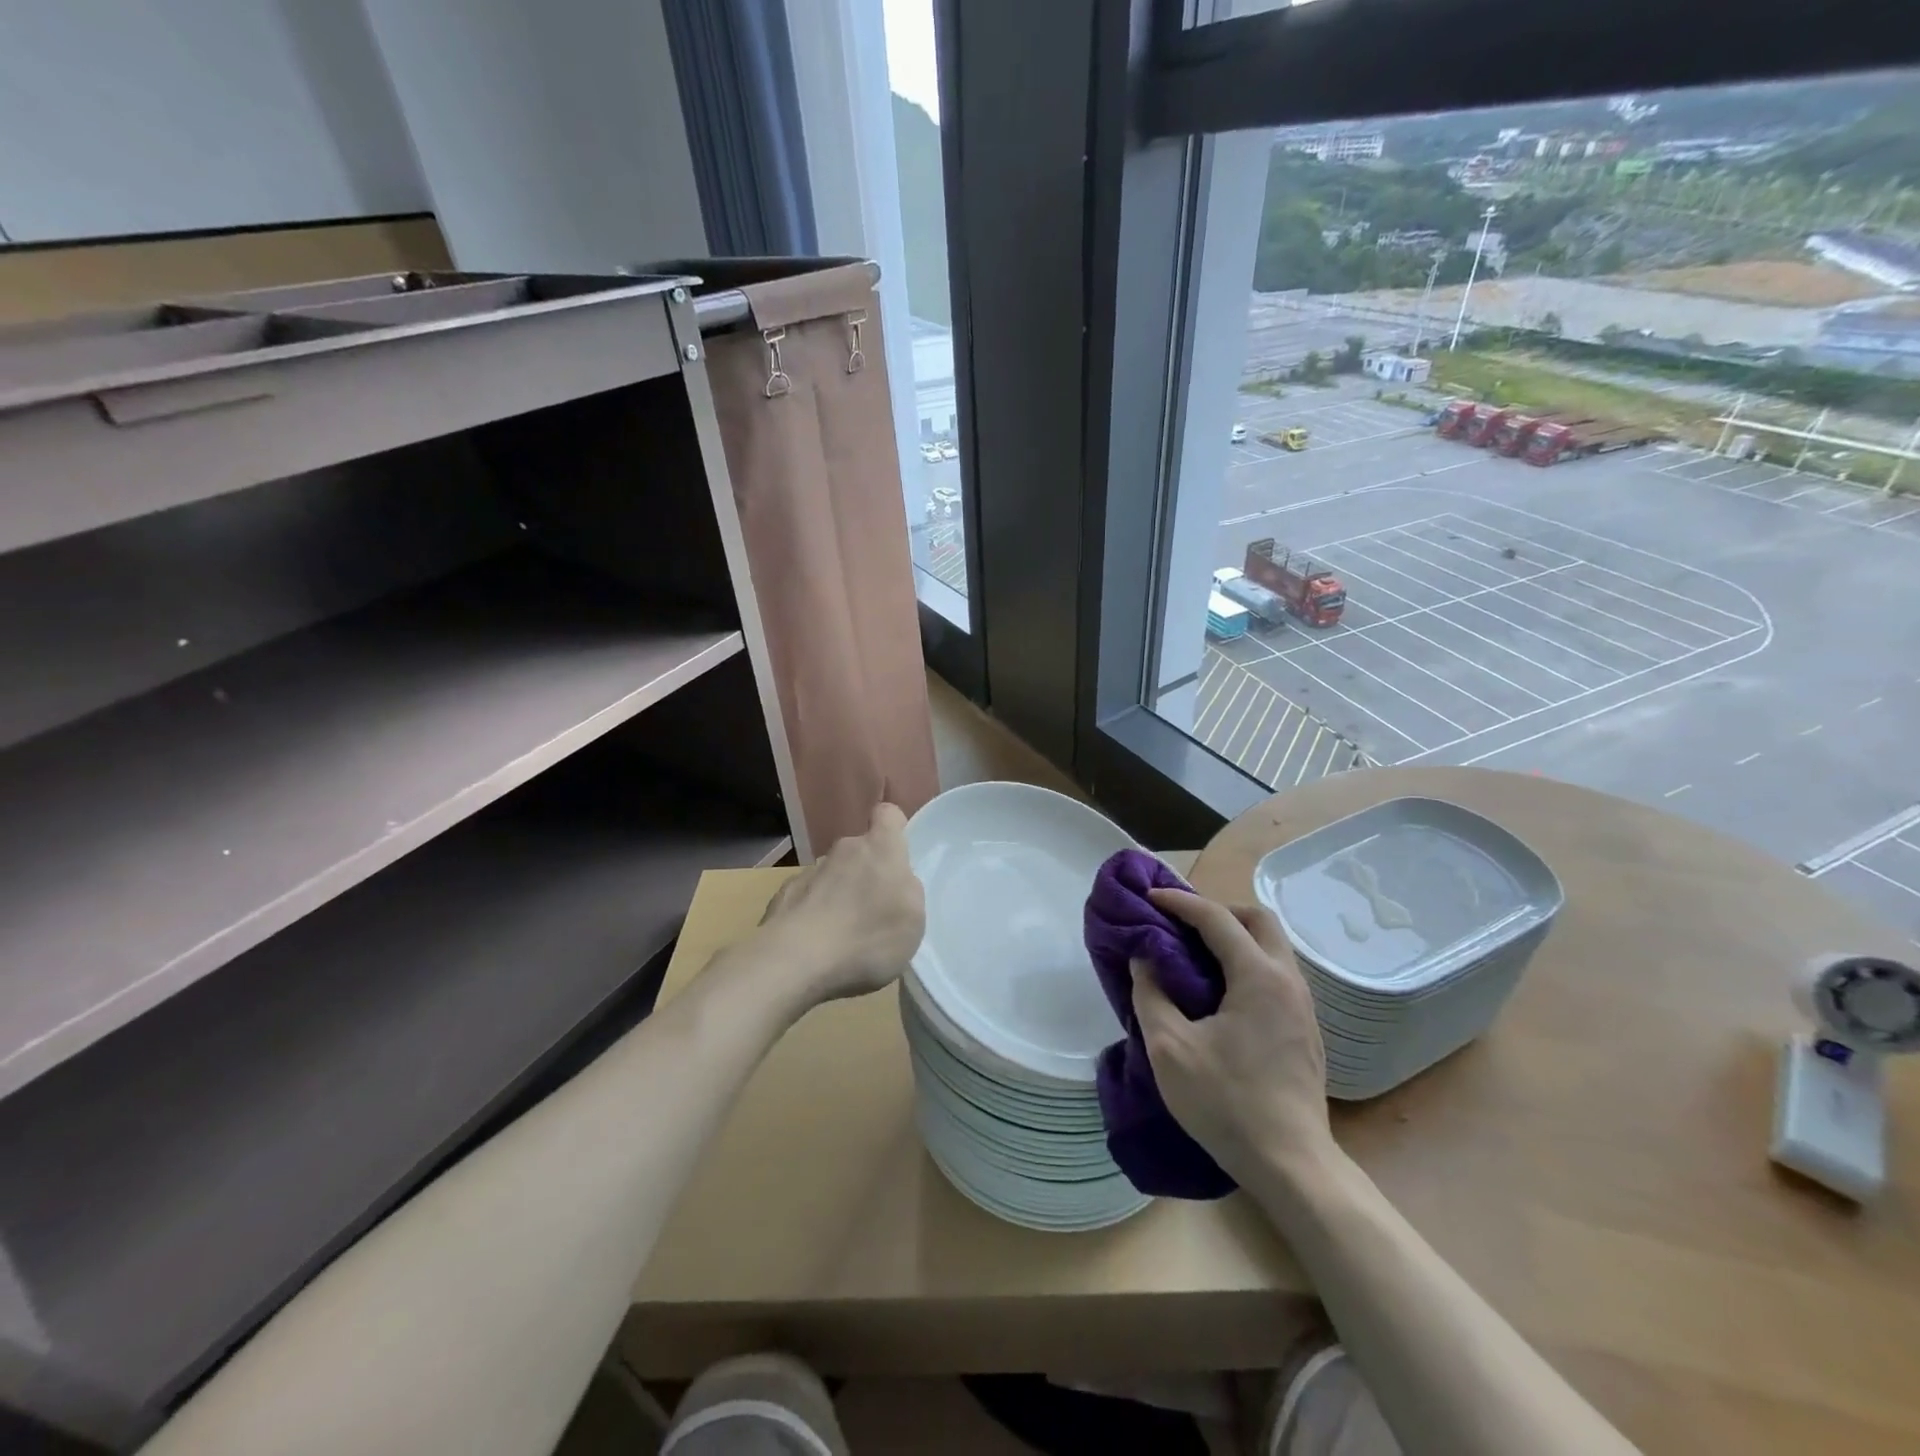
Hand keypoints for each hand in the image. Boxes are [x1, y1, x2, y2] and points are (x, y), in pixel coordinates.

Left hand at [757, 803, 925, 1004]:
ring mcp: (809, 872)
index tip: (896, 854)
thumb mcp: (913, 919)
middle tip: (873, 912)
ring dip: (838, 895)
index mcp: (880, 848)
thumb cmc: (868, 936)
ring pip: (832, 875)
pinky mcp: (783, 896)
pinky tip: (815, 946)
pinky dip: (813, 915)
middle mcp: (843, 850)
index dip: (893, 828)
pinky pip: (806, 898)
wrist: (795, 961)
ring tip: (843, 937)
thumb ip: (907, 890)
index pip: (887, 814)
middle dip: (866, 873)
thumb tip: (894, 882)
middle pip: (859, 851)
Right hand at [1132, 888, 1334, 1186]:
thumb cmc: (1226, 1103)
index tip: (1149, 897)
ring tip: (1195, 953)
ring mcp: (1303, 1006)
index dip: (1180, 902)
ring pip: (1272, 947)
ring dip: (1235, 936)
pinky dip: (1247, 962)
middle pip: (1259, 920)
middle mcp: (1288, 981)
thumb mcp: (1169, 1049)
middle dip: (1219, 910)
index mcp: (1258, 977)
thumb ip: (1150, 995)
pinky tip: (1221, 990)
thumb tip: (1144, 961)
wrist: (1291, 1164)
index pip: (1217, 919)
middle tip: (1182, 923)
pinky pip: (1276, 973)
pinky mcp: (1305, 1029)